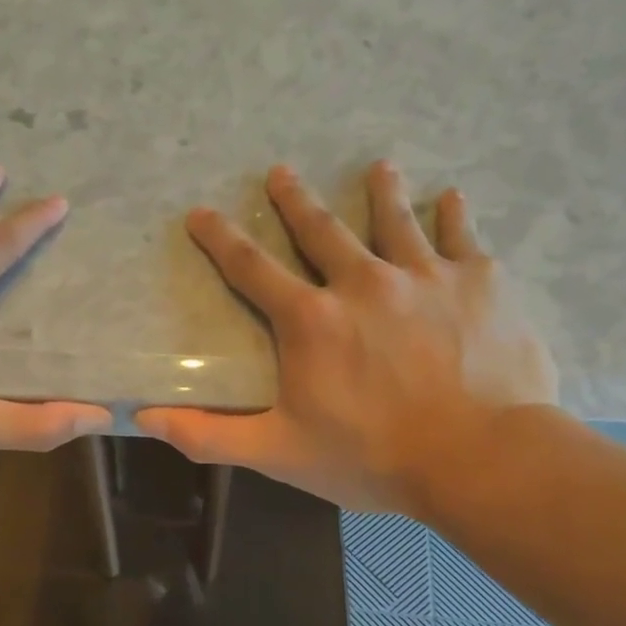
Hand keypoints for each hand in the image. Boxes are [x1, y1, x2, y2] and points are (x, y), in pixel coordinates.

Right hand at [136, 162, 557, 517]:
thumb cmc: (371, 457)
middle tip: (280, 172)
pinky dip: (454, 216)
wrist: (478, 457)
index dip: (221, 239)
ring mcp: (424, 276)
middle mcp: (363, 282)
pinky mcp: (478, 282)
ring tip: (378, 167)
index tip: (201, 212)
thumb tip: (146, 418)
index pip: (252, 269)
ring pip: (395, 221)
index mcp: (311, 320)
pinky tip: (451, 198)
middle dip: (295, 200)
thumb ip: (210, 434)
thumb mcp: (278, 453)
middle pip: (321, 229)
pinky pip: (462, 237)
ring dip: (382, 191)